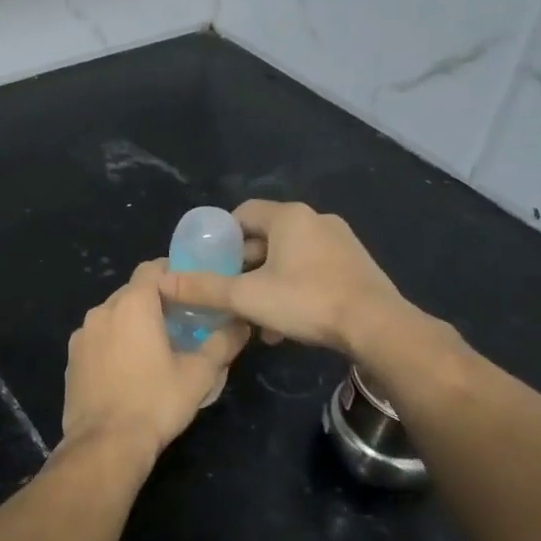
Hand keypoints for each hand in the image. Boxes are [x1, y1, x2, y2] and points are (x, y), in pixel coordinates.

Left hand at [62, 260, 249, 465]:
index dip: (172, 272)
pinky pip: (97, 338)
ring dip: (132, 322)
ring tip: (154, 346)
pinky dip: (113, 342)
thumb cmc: (156, 402)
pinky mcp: (71, 359)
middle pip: (132, 291)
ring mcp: (81, 335)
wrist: (105, 445)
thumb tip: (242, 324)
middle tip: (180, 320)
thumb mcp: (200, 374)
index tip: (191, 289)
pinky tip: (128, 368)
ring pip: (112, 315)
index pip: (152, 268)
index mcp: (132, 304)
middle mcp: (102, 310)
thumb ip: (223, 342)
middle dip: (154, 300)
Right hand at [158, 201, 410, 358]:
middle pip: (266, 237)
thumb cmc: (307, 301)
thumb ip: (204, 289)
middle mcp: (315, 220)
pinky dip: (295, 289)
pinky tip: (286, 326)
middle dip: (244, 266)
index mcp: (288, 216)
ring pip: (290, 258)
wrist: (378, 327)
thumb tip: (162, 282)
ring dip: (268, 283)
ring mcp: (340, 242)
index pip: (243, 213)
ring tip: (255, 317)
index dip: (221, 236)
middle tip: (229, 292)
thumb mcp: (247, 296)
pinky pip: (313, 270)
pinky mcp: (356, 266)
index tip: (210, 263)